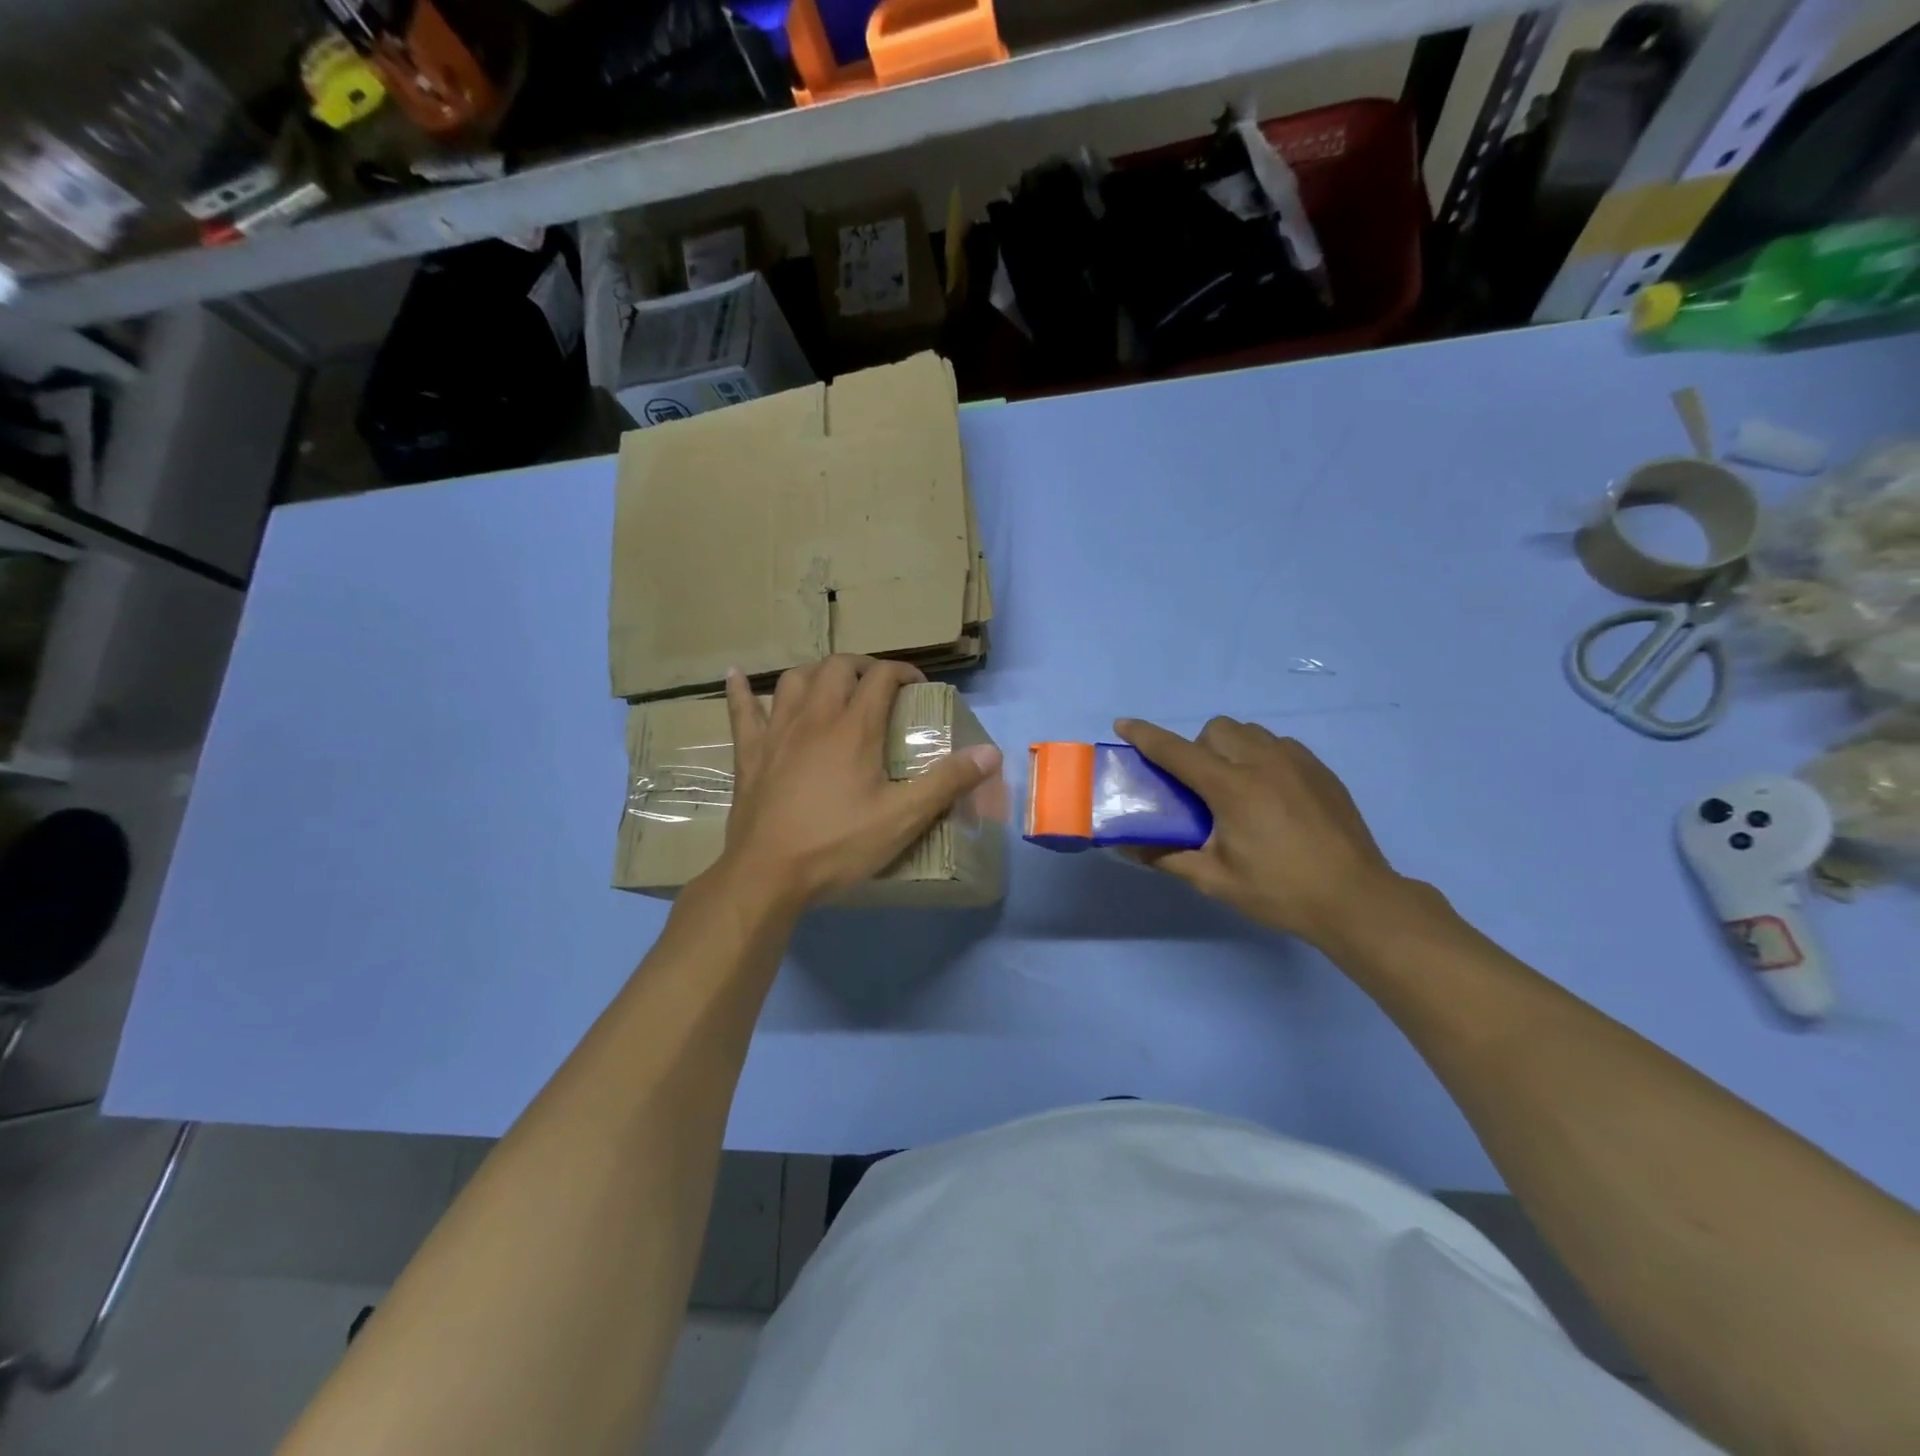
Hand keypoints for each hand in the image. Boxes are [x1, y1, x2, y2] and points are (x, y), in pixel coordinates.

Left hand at [714, 657, 1001, 909]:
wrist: (768, 875)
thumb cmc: (837, 845)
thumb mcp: (902, 818)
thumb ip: (947, 782)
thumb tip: (991, 753)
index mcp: (854, 729)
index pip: (882, 678)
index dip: (903, 672)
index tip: (918, 686)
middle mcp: (815, 718)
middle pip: (837, 667)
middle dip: (862, 666)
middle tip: (878, 685)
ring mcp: (777, 733)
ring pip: (794, 680)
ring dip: (816, 673)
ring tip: (830, 684)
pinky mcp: (749, 754)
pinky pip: (741, 711)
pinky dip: (739, 690)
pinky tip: (735, 675)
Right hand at [1116, 716, 1403, 949]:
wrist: (1357, 899)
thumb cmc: (1280, 891)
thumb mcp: (1215, 880)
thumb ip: (1167, 858)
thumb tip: (1127, 847)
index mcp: (1232, 787)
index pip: (1176, 751)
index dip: (1145, 736)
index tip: (1123, 725)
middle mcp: (1263, 761)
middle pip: (1216, 729)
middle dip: (1198, 747)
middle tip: (1200, 787)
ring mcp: (1296, 761)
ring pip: (1249, 731)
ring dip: (1230, 748)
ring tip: (1236, 788)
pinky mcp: (1320, 769)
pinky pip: (1278, 745)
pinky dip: (1261, 757)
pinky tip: (1270, 795)